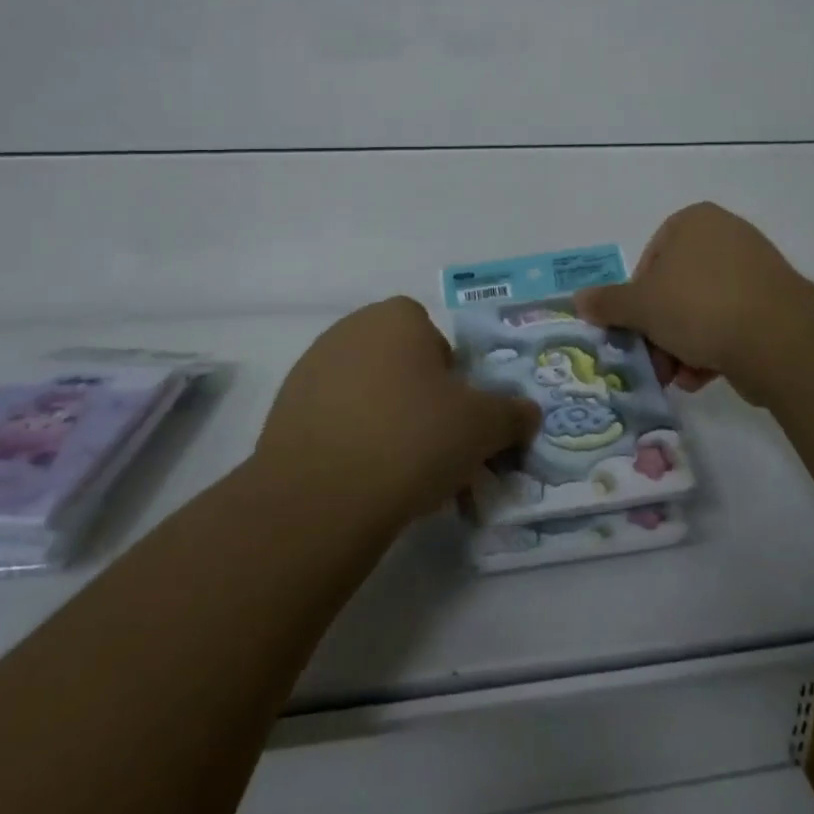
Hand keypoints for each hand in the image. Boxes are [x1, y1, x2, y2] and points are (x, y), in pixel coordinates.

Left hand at [256, 297, 541, 525]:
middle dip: (418, 399)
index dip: (451, 378)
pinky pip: (333, 419)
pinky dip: (350, 440)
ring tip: (396, 471)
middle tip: (432, 446)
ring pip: (366, 392)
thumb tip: (529, 413)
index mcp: (397, 317)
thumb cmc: (413, 439)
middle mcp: (350, 329)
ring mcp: (311, 367)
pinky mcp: (284, 409)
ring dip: (384, 420)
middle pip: (399, 364)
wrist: (322, 496)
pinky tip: (360, 479)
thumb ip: (512, 413)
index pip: (436, 339)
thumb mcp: (483, 427)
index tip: (454, 417)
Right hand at [573, 203, 813, 396]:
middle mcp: (725, 236)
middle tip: (653, 362)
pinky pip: (730, 322)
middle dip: (660, 330)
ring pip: (701, 310)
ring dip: (682, 346)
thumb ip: (607, 302)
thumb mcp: (641, 306)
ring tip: (679, 377)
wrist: (777, 338)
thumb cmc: (698, 305)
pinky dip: (713, 348)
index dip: (636, 299)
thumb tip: (578, 300)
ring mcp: (754, 269)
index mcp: (693, 221)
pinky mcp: (774, 302)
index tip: (635, 329)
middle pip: (675, 288)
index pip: (649, 259)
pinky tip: (704, 377)